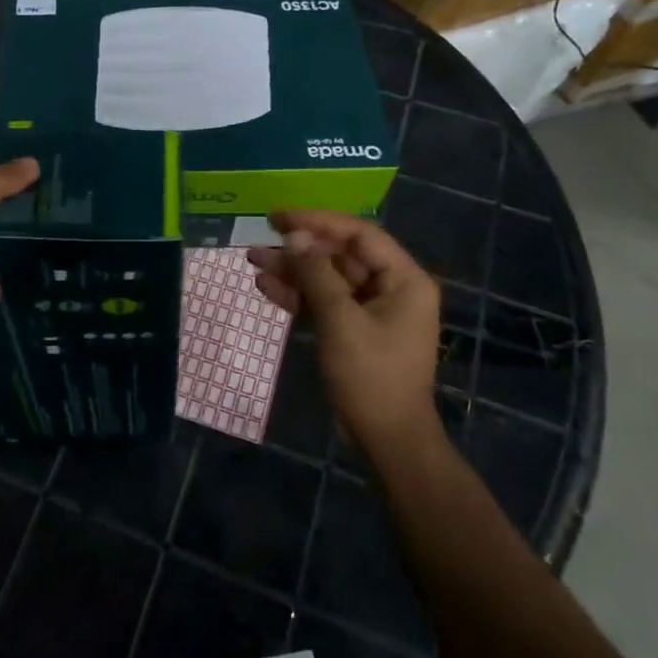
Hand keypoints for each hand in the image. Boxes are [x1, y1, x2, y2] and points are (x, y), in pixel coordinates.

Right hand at [249, 211, 445, 455]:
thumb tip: (294, 236)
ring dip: (293, 271)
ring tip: (253, 261)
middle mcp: (391, 287)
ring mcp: (372, 310)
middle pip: (340, 255)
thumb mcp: (341, 321)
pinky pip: (325, 302)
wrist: (387, 440)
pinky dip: (299, 295)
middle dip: (299, 249)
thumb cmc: (371, 377)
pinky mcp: (354, 329)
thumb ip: (316, 274)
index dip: (317, 221)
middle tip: (259, 242)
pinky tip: (267, 287)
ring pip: (328, 278)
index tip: (279, 217)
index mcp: (403, 279)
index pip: (358, 234)